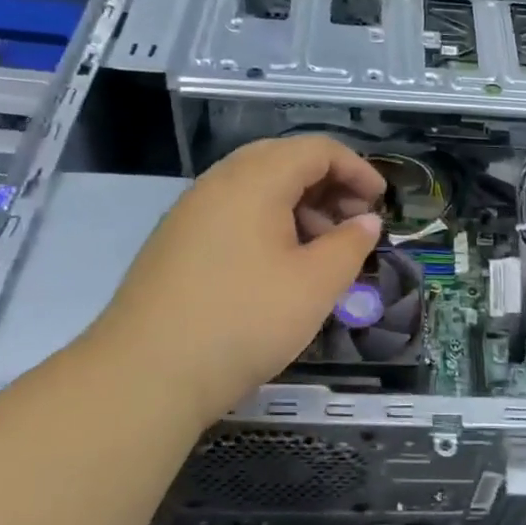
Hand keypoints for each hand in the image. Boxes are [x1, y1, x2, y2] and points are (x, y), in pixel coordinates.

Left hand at [89, 136, 384, 425]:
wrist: (144, 375)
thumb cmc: (243, 321)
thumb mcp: (314, 285)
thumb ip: (349, 245)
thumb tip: (366, 221)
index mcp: (255, 179)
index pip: (317, 149)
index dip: (357, 169)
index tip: (381, 202)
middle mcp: (220, 181)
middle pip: (284, 160)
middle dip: (328, 184)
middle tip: (354, 221)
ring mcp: (192, 210)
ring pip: (257, 186)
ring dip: (299, 205)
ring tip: (321, 249)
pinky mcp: (176, 240)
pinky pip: (233, 210)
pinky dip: (268, 222)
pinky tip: (279, 265)